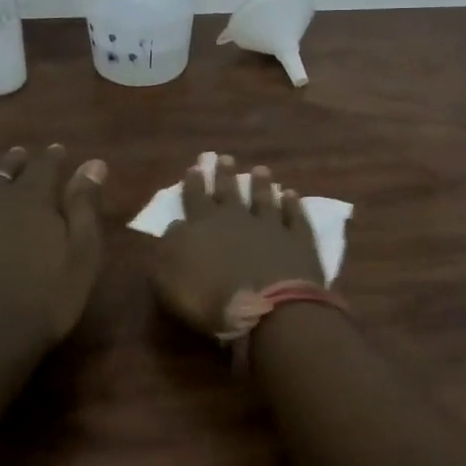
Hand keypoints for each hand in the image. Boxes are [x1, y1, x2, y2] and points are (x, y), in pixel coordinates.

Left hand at [0, 145, 107, 359]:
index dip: (53, 157)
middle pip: (3, 168)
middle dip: (14, 159)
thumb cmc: (42, 299)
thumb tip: (94, 164)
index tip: (59, 151)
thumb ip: (85, 207)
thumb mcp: (80, 256)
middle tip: (20, 153)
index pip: (45, 165)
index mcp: (32, 197)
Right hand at [152, 154, 324, 334]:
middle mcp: (236, 218)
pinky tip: (291, 195)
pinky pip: (294, 216)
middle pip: (229, 191)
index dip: (194, 183)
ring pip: (264, 198)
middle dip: (225, 174)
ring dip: (261, 184)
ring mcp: (270, 226)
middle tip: (225, 157)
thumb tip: (174, 227)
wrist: (266, 308)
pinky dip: (292, 205)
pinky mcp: (297, 240)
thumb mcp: (169, 280)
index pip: (195, 198)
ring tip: (261, 169)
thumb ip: (167, 250)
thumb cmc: (210, 300)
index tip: (195, 166)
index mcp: (202, 225)